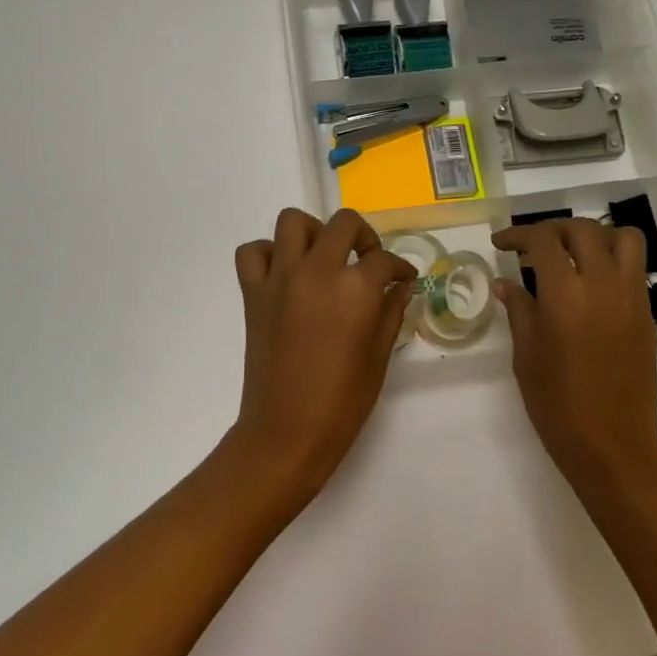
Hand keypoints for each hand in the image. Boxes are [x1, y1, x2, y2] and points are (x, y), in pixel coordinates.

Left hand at [227, 208, 416, 501]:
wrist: (285, 433)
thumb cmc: (341, 403)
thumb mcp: (378, 358)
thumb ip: (390, 313)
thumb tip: (399, 287)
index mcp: (354, 289)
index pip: (384, 260)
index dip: (400, 268)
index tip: (403, 279)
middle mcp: (316, 271)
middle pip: (343, 223)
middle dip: (364, 237)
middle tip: (368, 261)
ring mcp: (279, 279)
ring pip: (292, 222)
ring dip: (314, 232)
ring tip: (325, 258)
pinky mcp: (253, 293)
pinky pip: (253, 252)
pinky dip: (268, 253)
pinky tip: (285, 273)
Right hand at [491, 218, 656, 492]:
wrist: (612, 446)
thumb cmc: (557, 405)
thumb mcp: (526, 356)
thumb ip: (519, 310)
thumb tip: (506, 283)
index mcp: (565, 295)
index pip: (543, 241)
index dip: (518, 235)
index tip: (501, 244)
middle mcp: (602, 286)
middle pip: (582, 230)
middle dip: (553, 230)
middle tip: (532, 247)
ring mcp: (631, 298)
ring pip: (622, 239)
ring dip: (593, 236)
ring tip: (572, 255)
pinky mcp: (647, 315)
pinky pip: (634, 268)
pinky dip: (612, 261)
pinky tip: (590, 285)